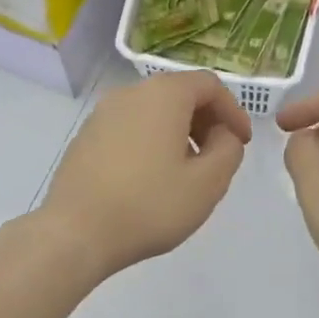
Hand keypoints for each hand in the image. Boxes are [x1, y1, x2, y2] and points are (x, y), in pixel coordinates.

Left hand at [38, 71, 252, 279]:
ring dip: (178, 134)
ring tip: (186, 172)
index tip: (242, 143)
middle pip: (178, 94)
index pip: (209, 85)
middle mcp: (130, 93)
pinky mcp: (85, 138)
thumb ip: (228, 150)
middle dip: (205, 121)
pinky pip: (129, 130)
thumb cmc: (149, 205)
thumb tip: (222, 134)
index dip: (233, 111)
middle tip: (217, 157)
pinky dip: (150, 143)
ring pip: (152, 113)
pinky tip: (151, 180)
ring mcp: (101, 115)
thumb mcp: (207, 183)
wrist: (76, 232)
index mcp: (163, 95)